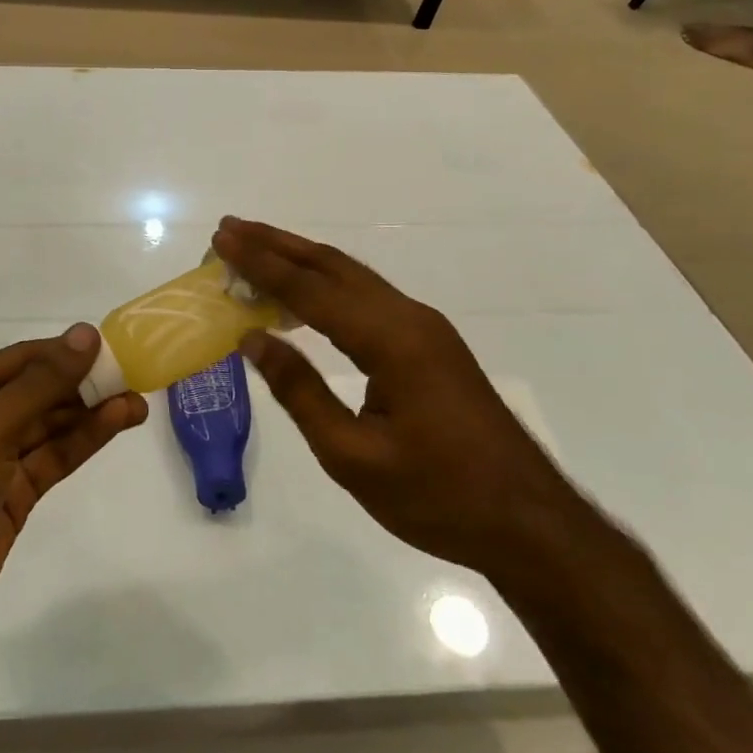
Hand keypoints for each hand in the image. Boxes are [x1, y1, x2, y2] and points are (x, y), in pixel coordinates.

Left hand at [0, 326, 146, 655]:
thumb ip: (41, 383)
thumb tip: (85, 334)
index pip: (17, 359)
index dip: (63, 351)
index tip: (112, 345)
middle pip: (34, 392)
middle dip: (81, 383)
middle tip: (133, 373)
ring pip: (47, 426)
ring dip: (89, 413)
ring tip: (137, 401)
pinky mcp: (9, 497)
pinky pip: (49, 459)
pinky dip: (81, 442)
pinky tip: (115, 424)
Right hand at [213, 217, 586, 579]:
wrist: (529, 524)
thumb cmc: (438, 497)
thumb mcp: (353, 457)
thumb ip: (301, 392)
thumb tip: (253, 339)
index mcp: (391, 340)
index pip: (311, 290)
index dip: (261, 263)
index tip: (223, 238)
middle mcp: (409, 318)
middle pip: (333, 267)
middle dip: (278, 244)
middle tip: (230, 228)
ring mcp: (425, 329)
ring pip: (352, 278)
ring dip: (301, 260)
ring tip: (255, 248)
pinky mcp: (431, 345)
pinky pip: (367, 299)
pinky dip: (325, 286)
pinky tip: (304, 296)